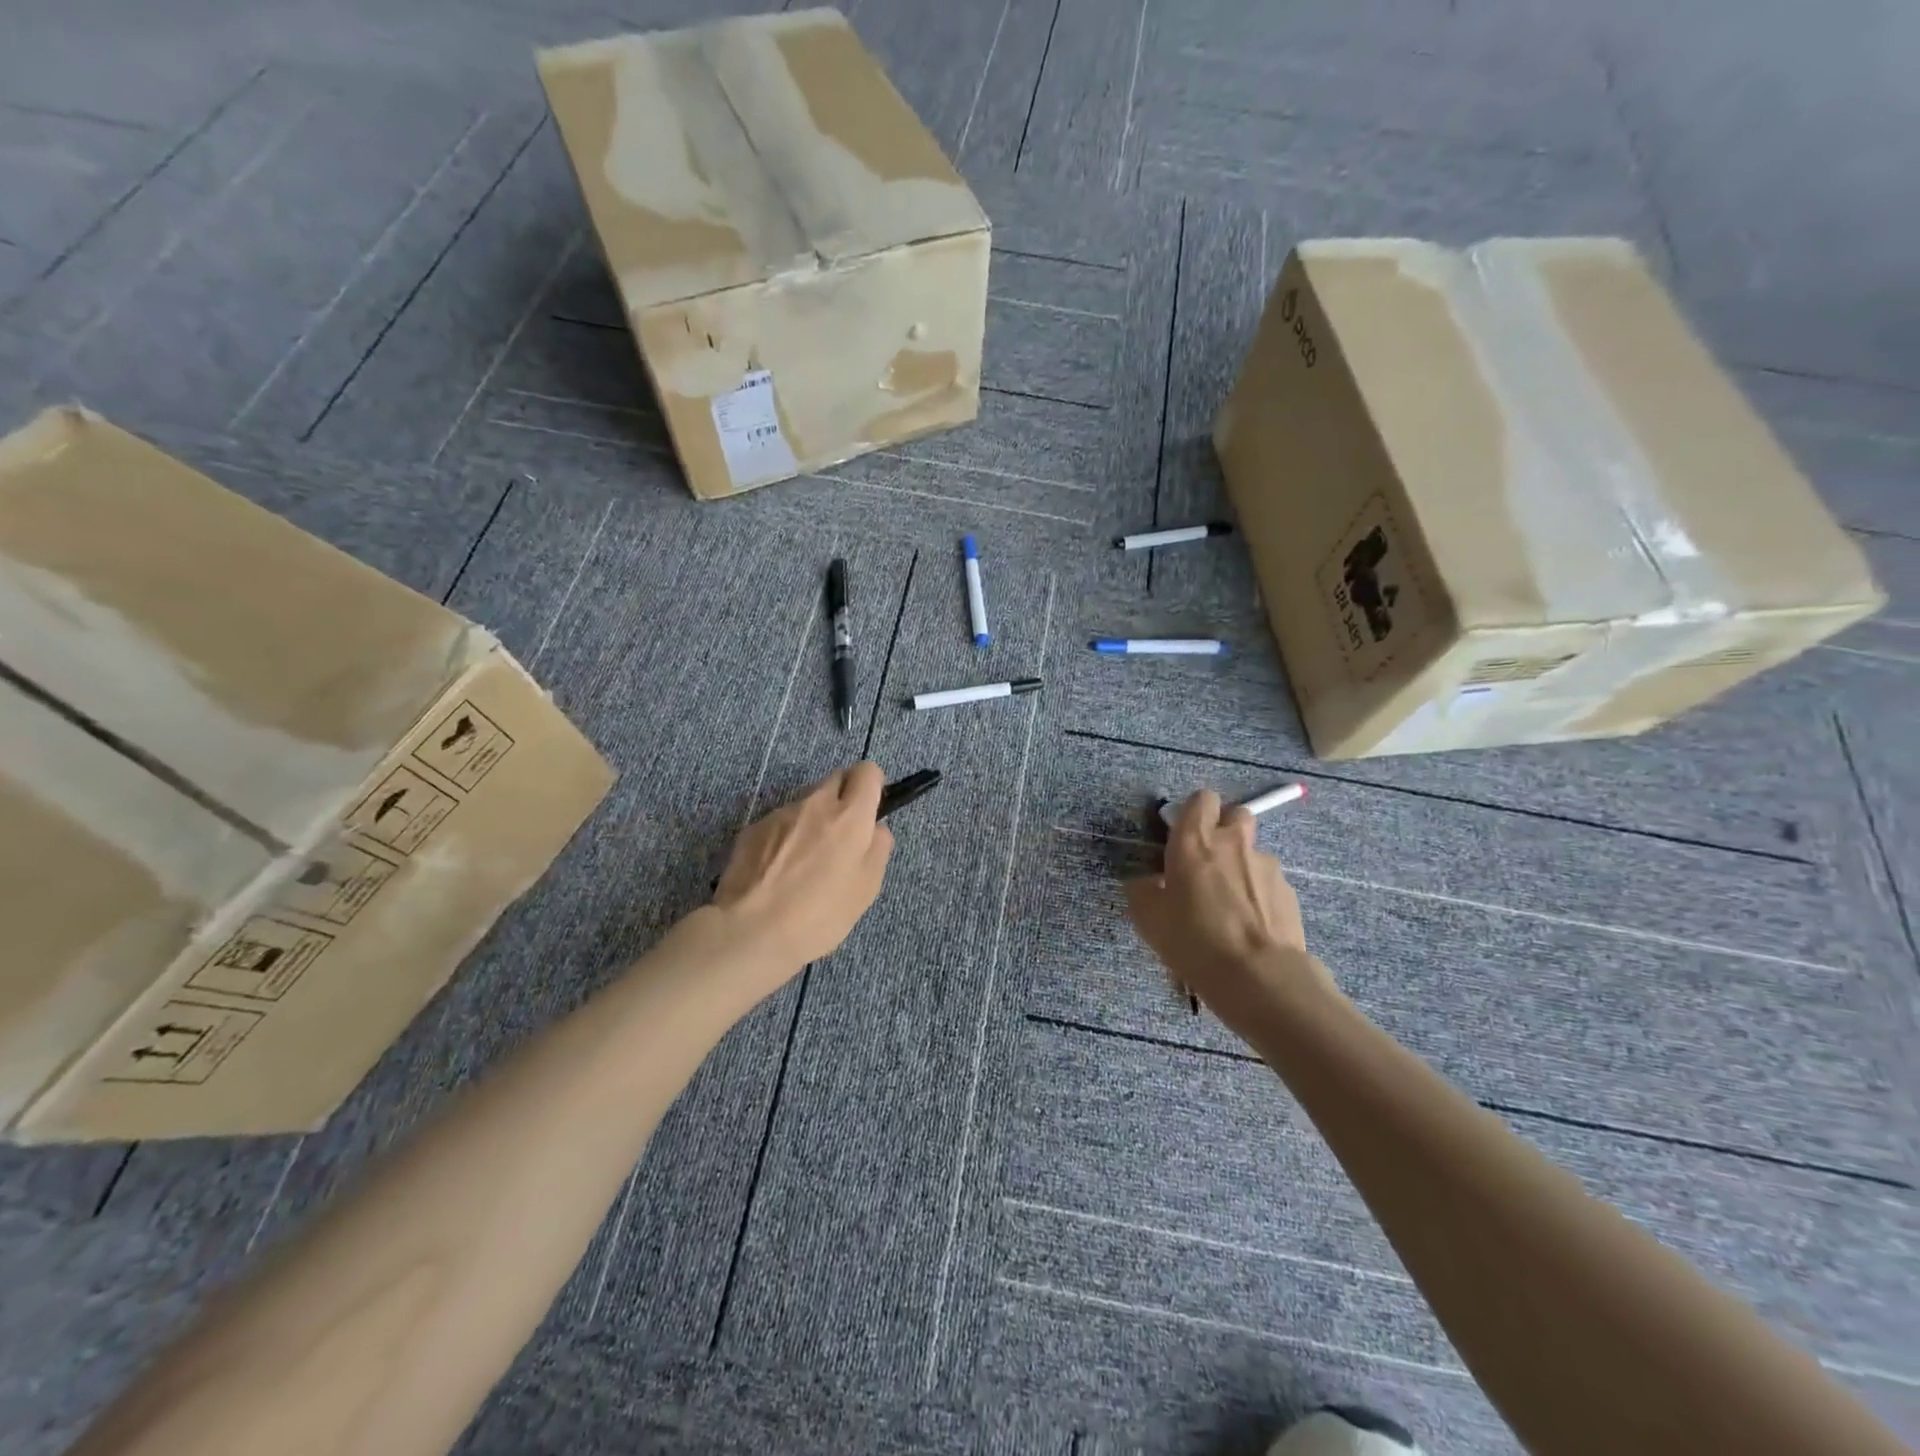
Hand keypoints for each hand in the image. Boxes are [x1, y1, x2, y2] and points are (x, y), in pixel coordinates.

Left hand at [714, 763, 894, 972]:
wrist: (751, 931)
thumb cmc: (820, 914)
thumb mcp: (867, 888)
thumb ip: (878, 848)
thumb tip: (875, 829)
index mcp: (850, 815)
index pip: (868, 771)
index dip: (872, 787)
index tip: (869, 812)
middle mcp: (815, 803)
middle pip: (836, 780)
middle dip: (843, 799)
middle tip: (841, 838)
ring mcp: (780, 814)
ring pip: (806, 803)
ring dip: (812, 820)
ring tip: (804, 863)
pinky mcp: (752, 829)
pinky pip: (779, 822)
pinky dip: (785, 837)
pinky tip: (778, 871)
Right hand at [1125, 791, 1330, 1030]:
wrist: (1258, 976)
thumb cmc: (1193, 940)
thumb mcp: (1148, 918)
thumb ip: (1145, 890)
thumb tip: (1150, 883)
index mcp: (1194, 840)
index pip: (1201, 799)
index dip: (1195, 812)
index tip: (1185, 836)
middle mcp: (1233, 843)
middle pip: (1236, 814)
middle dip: (1225, 830)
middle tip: (1210, 863)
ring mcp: (1266, 866)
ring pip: (1254, 853)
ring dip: (1243, 868)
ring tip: (1232, 907)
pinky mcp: (1289, 892)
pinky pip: (1270, 884)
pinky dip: (1261, 896)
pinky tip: (1252, 927)